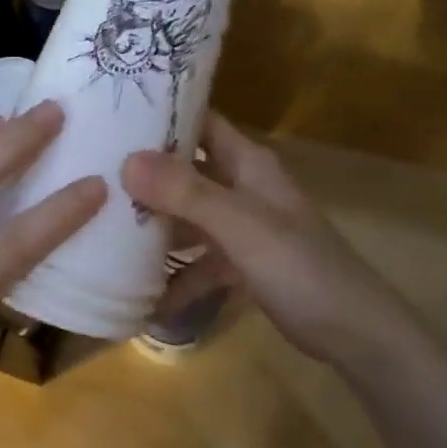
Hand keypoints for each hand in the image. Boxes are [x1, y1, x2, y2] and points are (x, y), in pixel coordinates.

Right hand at [122, 112, 413, 364]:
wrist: (355, 334)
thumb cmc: (300, 266)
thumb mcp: (240, 225)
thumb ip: (185, 192)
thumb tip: (126, 160)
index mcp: (247, 163)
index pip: (200, 121)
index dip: (162, 113)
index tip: (110, 114)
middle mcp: (241, 187)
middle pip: (185, 170)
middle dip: (144, 173)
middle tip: (91, 173)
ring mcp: (240, 227)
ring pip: (187, 216)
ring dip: (153, 226)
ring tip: (102, 229)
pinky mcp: (240, 264)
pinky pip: (198, 261)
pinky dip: (176, 276)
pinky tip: (144, 296)